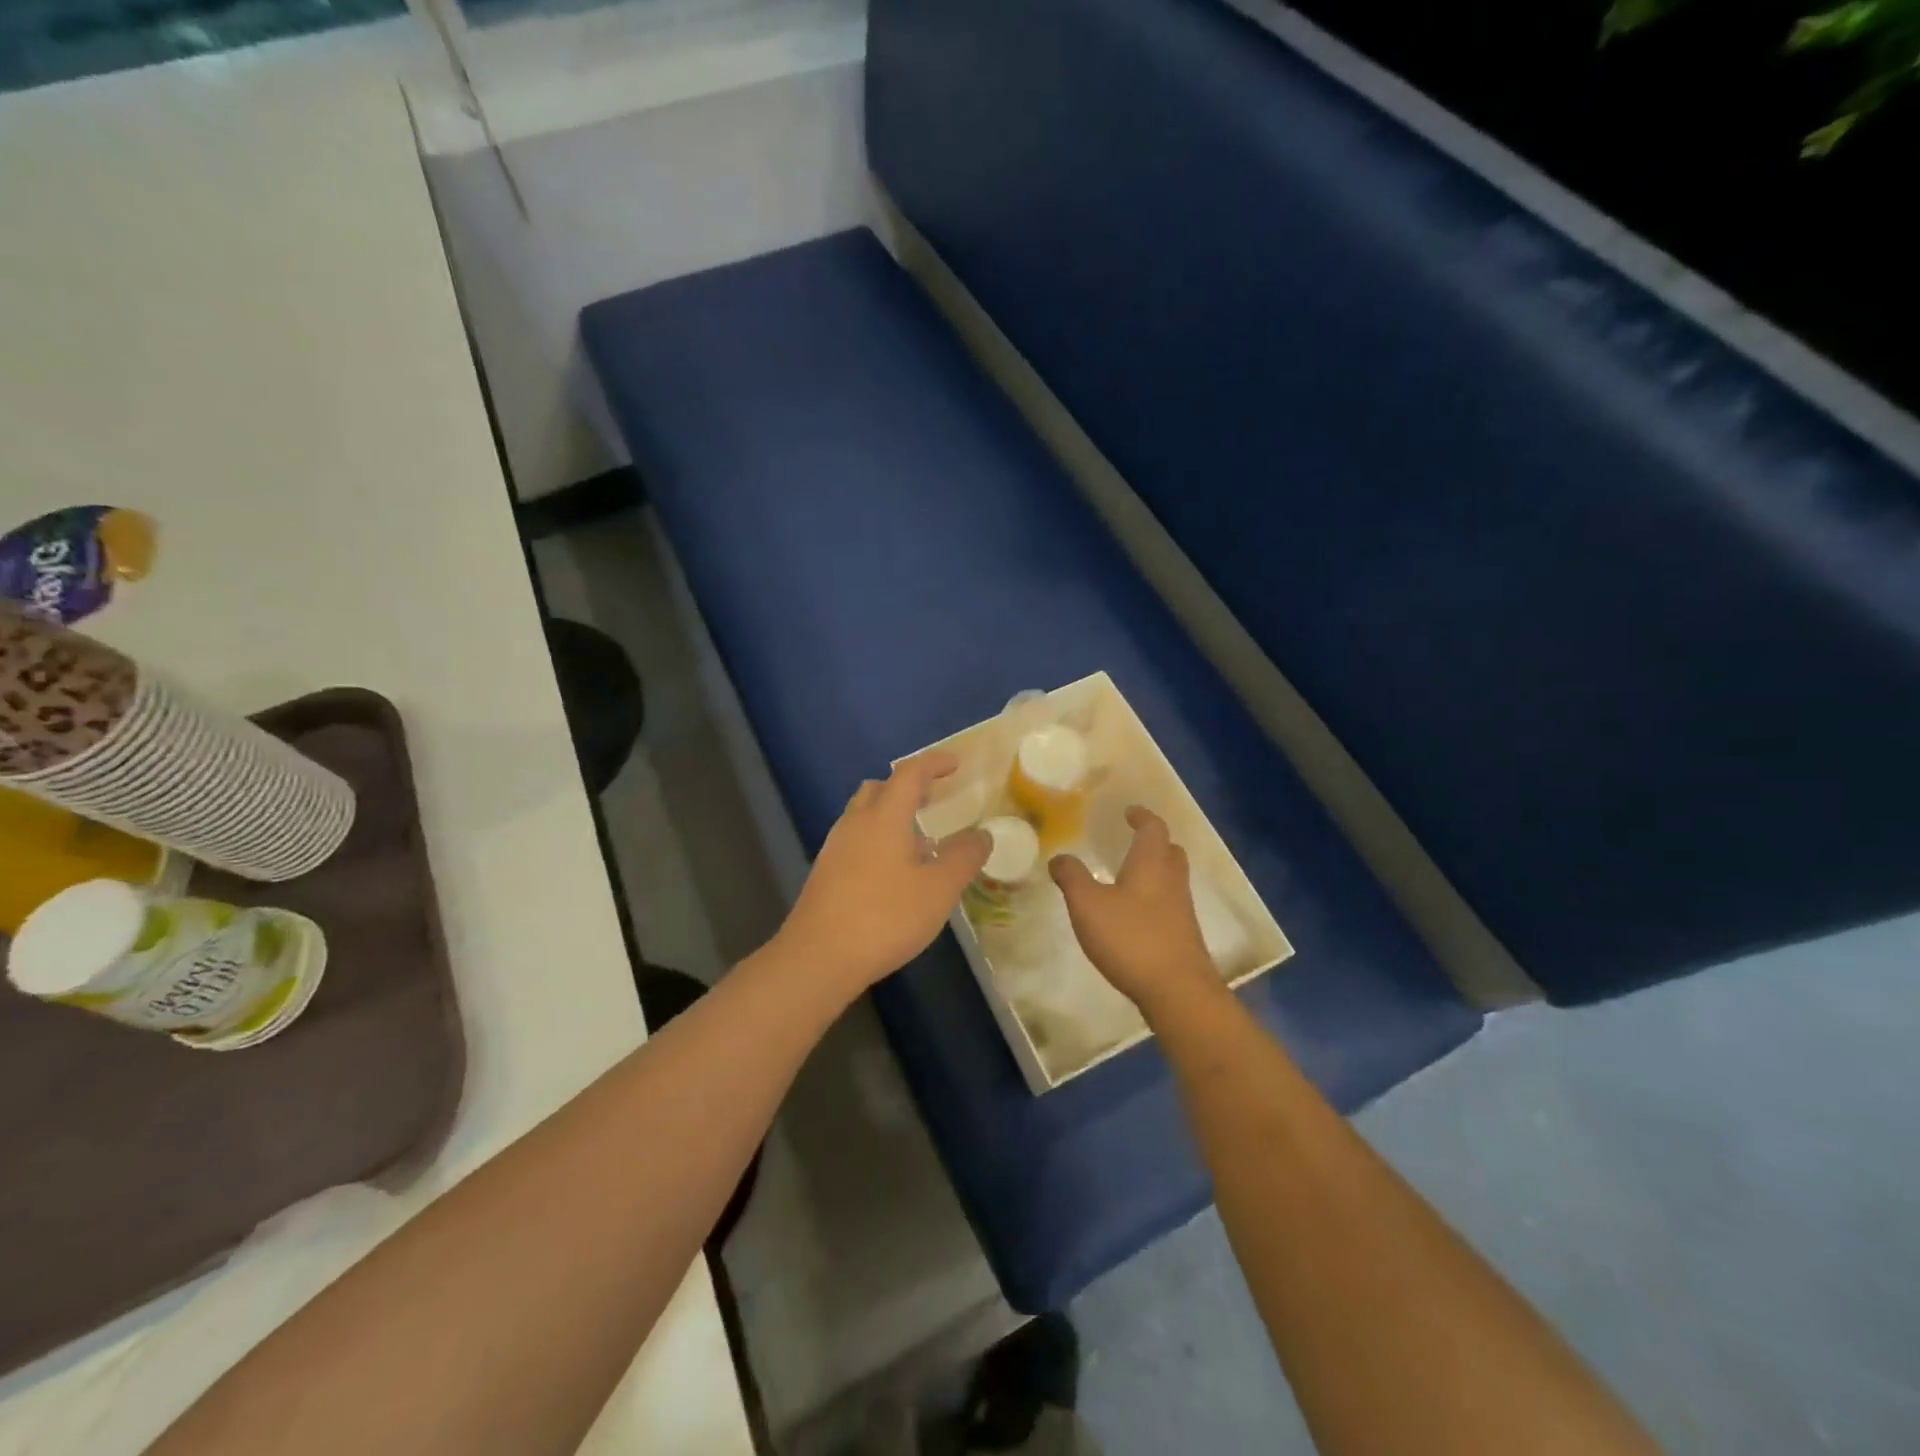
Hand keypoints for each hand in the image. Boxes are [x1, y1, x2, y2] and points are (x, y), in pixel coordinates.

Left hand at [776, 752, 990, 994]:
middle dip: (907, 786)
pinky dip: (878, 839)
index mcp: (884, 817)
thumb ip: (964, 857)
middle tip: (932, 799)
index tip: (955, 763)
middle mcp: (855, 823)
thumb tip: (982, 834)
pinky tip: (894, 873)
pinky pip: (856, 840)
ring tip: (919, 841)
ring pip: (864, 815)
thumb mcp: (938, 890)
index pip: (910, 774)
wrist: (818, 957)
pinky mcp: (825, 872)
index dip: (934, 763)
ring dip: (891, 815)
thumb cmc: (885, 917)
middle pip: (879, 788)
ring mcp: (835, 847)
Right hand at [1050, 806, 1221, 1017]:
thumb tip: (1059, 857)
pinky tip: (1134, 915)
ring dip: (1155, 871)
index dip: (1142, 816)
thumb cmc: (1131, 938)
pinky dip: (1154, 899)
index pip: (1153, 828)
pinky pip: (1170, 905)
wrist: (1177, 990)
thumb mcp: (1088, 904)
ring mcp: (1182, 910)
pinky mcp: (1183, 936)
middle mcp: (1172, 881)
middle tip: (1132, 841)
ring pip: (1172, 879)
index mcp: (1152, 864)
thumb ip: (1072, 877)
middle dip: (1153, 843)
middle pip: (1170, 851)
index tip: (1129, 812)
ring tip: (1129, 877)